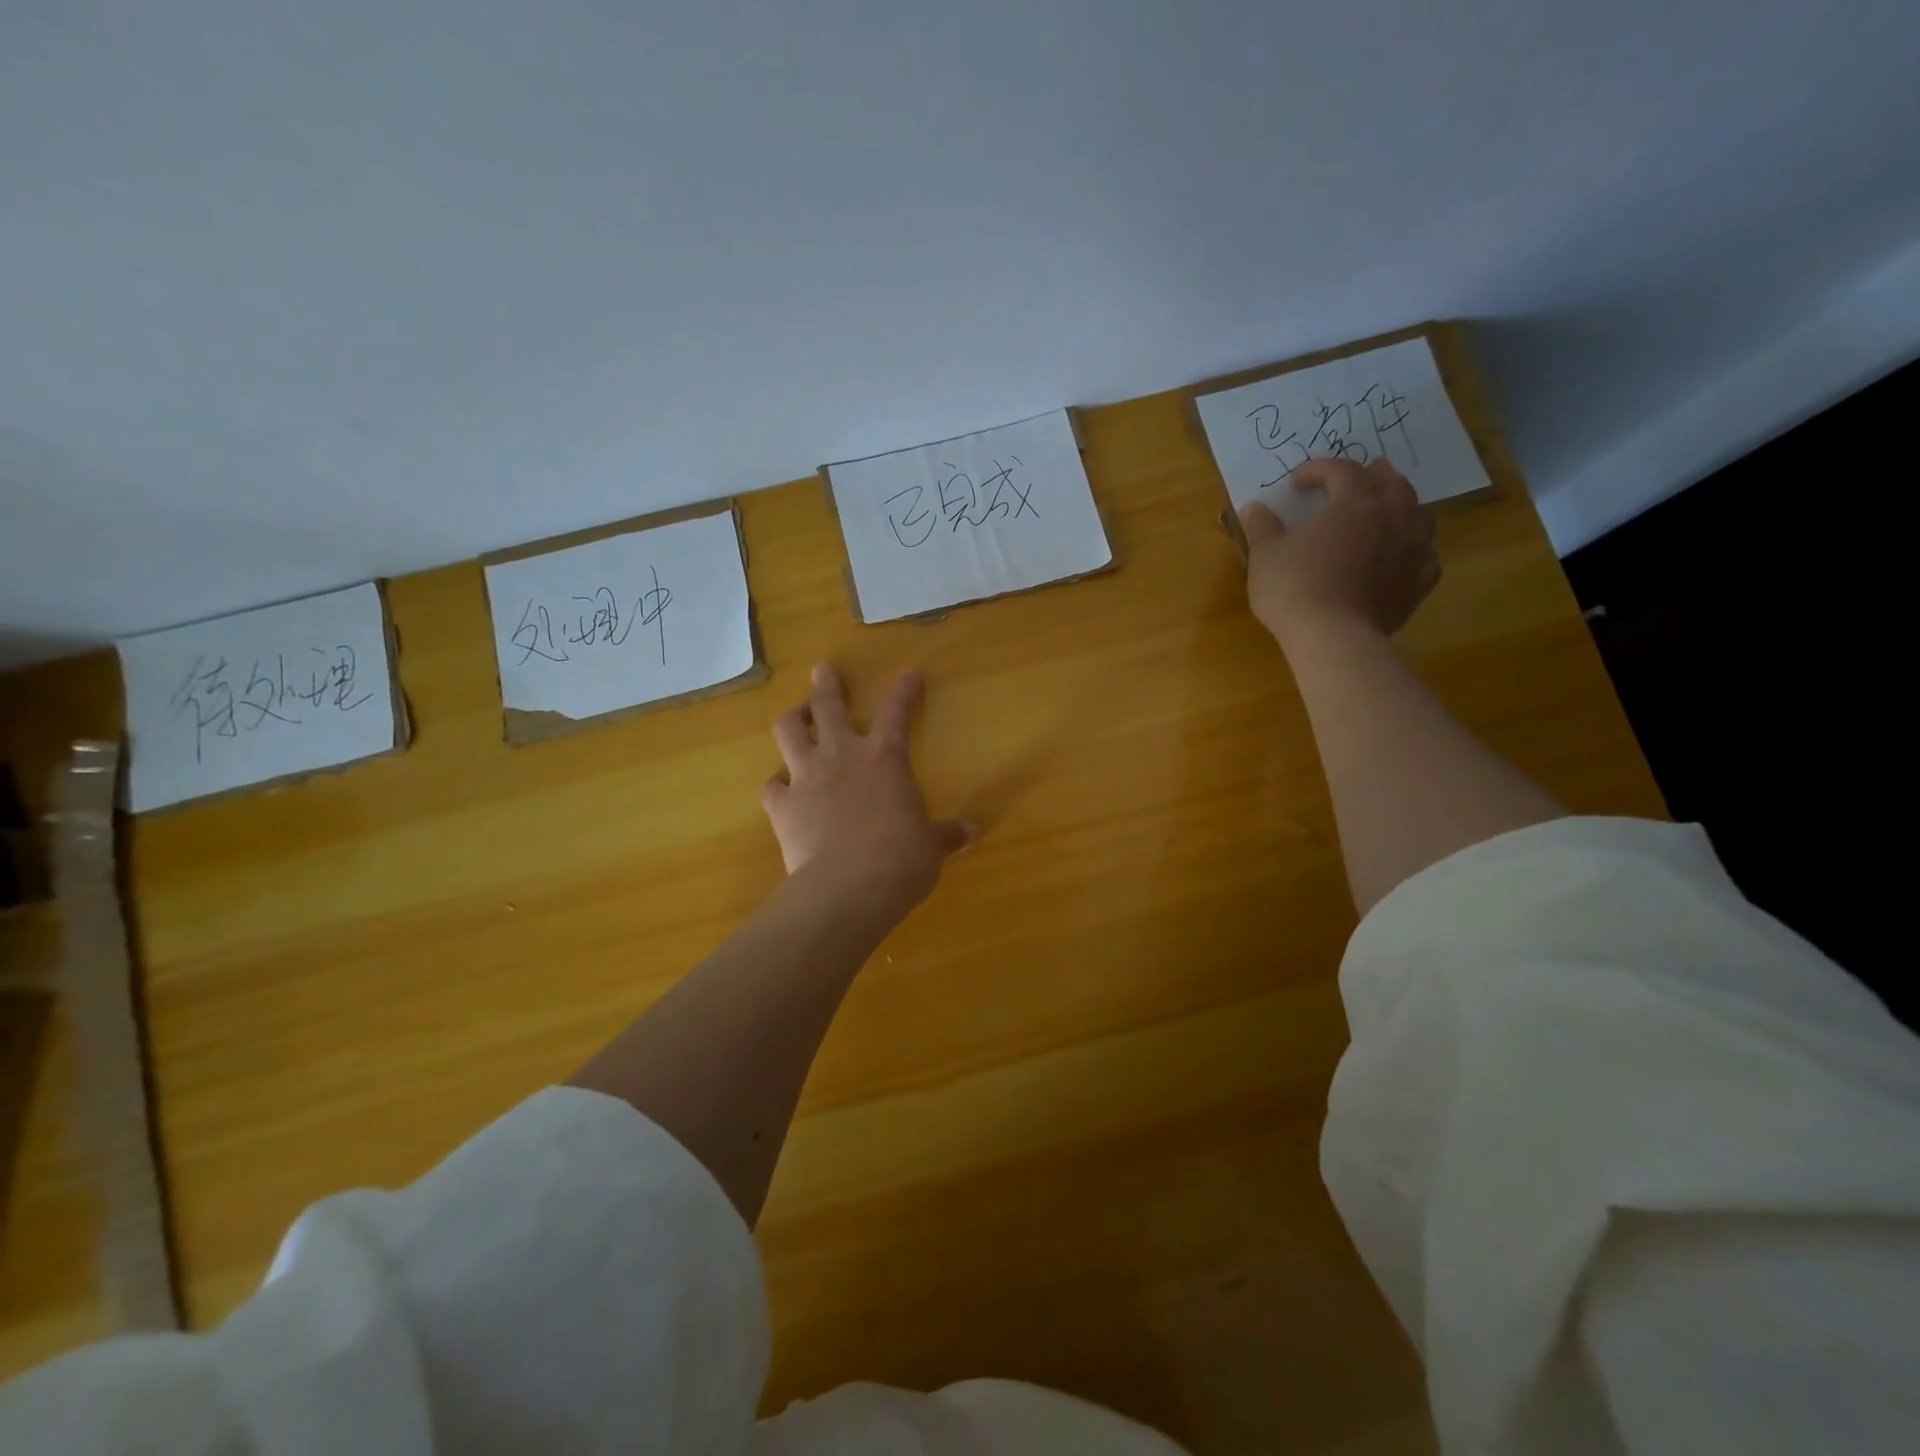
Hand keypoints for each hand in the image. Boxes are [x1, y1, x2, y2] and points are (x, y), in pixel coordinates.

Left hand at [762, 664, 972, 917]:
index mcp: (885, 758)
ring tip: (795, 715)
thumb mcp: (930, 846)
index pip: (897, 712)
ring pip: (789, 731)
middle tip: (823, 670)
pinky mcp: (782, 806)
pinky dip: (777, 783)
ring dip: (793, 718)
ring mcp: (807, 777)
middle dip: (827, 685)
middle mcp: (842, 756)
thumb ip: (945, 834)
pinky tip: (781, 787)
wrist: (849, 887)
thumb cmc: (901, 860)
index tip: (909, 674)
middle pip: (828, 706)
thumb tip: (972, 832)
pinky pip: (771, 785)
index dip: (905, 691)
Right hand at [1240, 458, 1438, 645]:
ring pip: (1418, 513)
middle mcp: (1392, 515)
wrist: (1332, 636)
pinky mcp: (1420, 581)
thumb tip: (1252, 508)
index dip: (1318, 470)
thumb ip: (1262, 527)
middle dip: (1372, 475)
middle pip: (1391, 483)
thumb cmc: (1294, 588)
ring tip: (1386, 510)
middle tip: (1359, 476)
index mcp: (1354, 501)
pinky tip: (1403, 555)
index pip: (1341, 470)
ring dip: (1400, 506)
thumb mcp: (1265, 555)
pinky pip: (1425, 554)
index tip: (1297, 481)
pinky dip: (1414, 548)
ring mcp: (1413, 548)